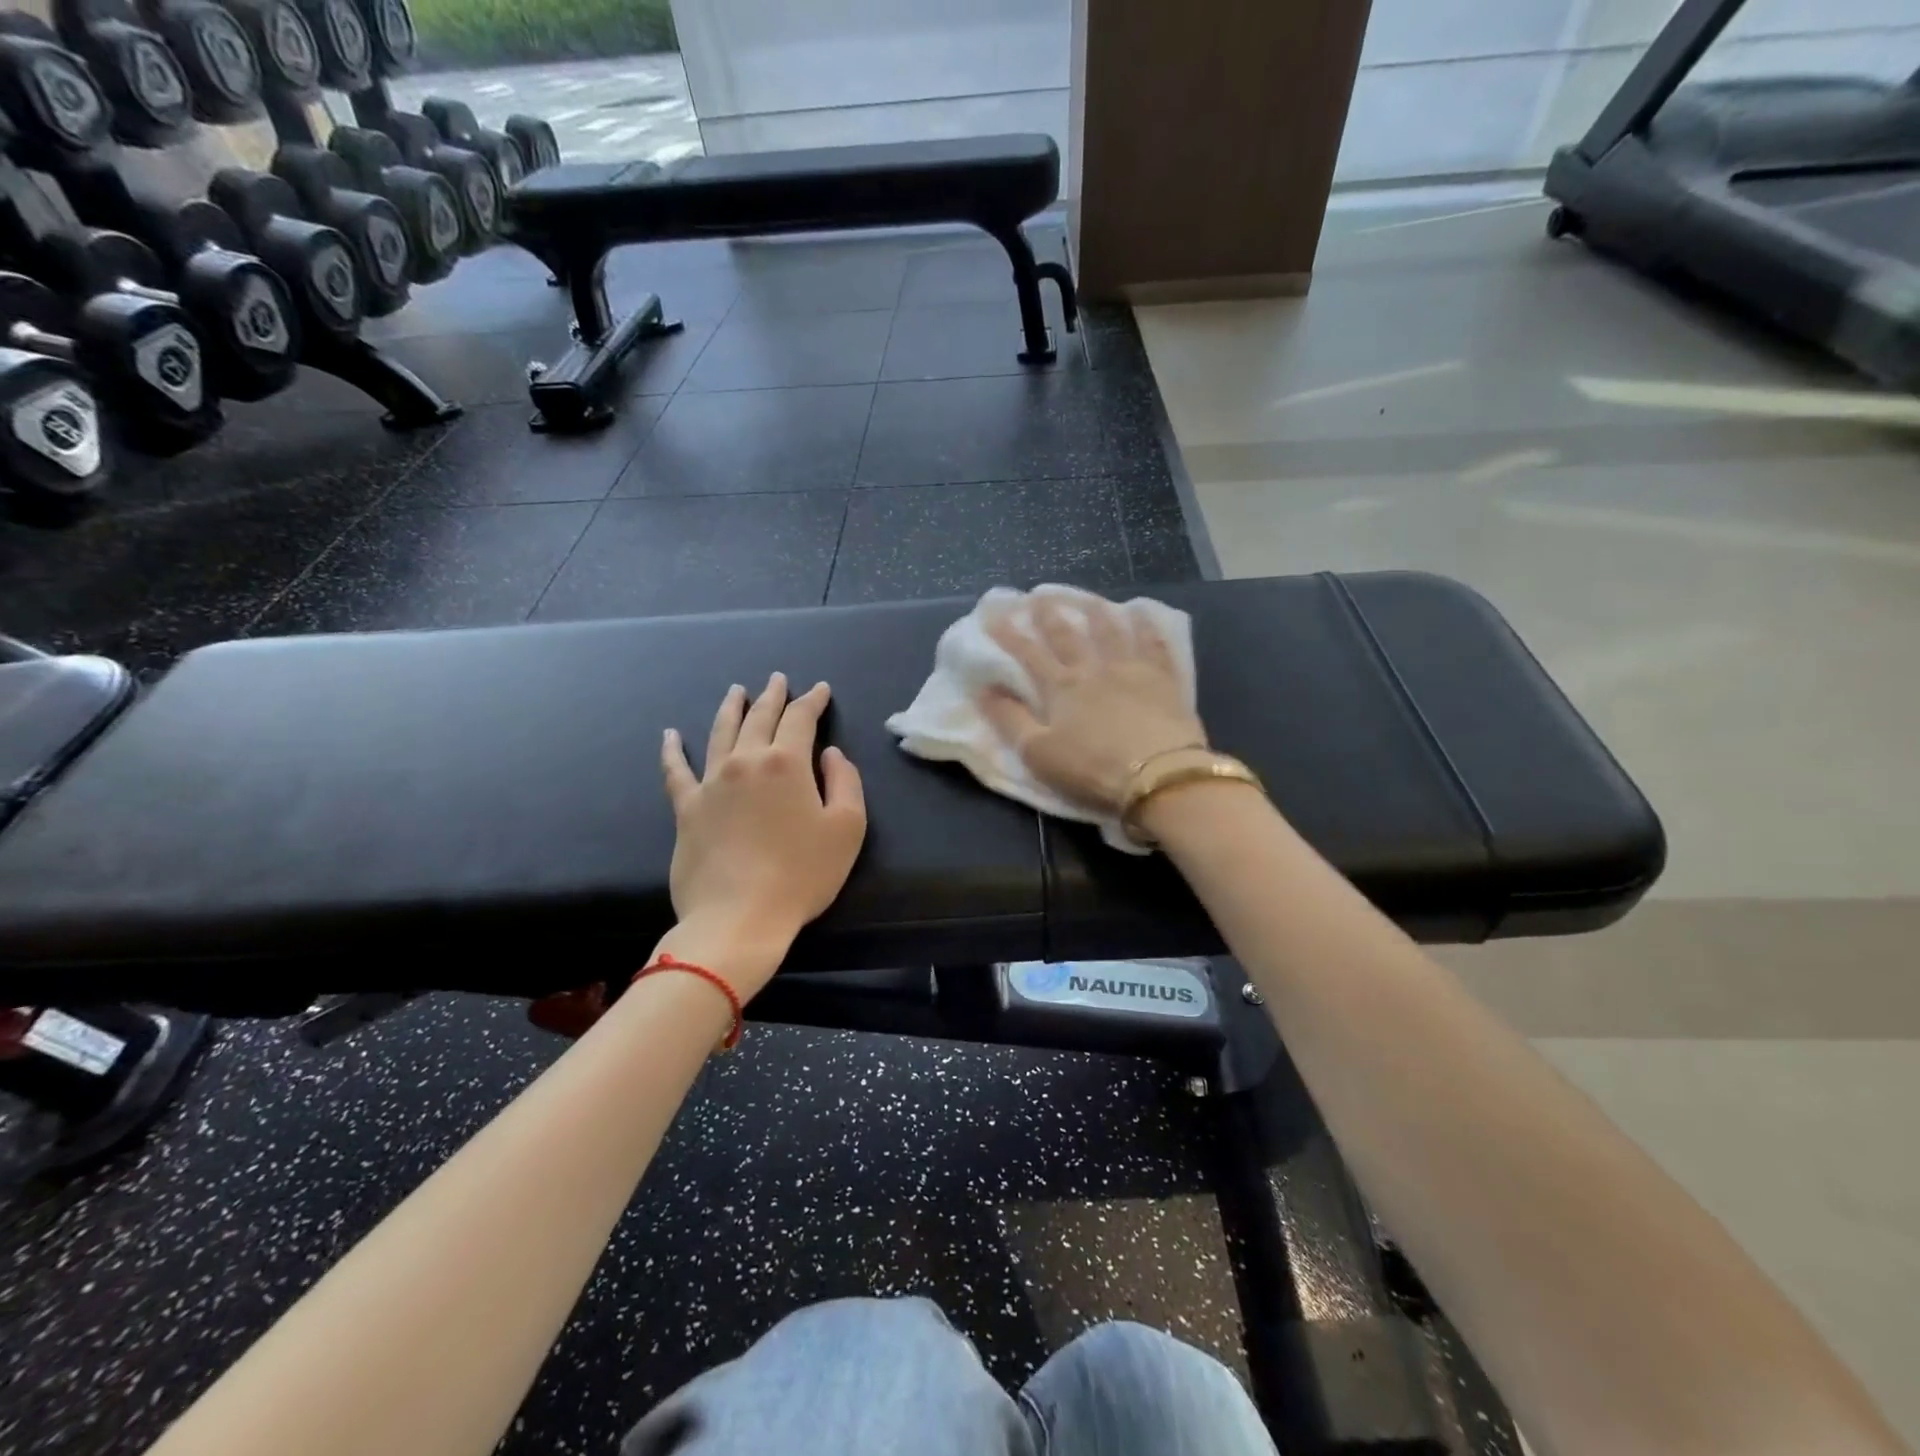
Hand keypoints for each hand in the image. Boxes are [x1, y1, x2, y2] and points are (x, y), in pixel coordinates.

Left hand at [658, 673, 866, 995]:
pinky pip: (676, 771)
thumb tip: (830, 754)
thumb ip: (845, 782)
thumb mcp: (847, 828)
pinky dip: (672, 750)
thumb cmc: (802, 874)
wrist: (739, 918)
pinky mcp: (686, 808)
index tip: (820, 689)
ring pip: (721, 733)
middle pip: (759, 718)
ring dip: (731, 708)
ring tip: (736, 691)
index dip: (812, 701)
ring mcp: (711, 783)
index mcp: (786, 763)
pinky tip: (670, 735)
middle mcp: (745, 762)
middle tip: (778, 680)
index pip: (801, 719)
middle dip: (773, 696)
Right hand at [981, 594, 1206, 812]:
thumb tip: (984, 688)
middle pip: (1068, 636)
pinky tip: (1142, 614)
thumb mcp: (1038, 752)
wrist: (1158, 775)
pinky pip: (1154, 645)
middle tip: (1039, 595)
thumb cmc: (1092, 768)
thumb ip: (1009, 719)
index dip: (1009, 634)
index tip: (993, 614)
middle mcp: (1094, 669)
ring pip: (1111, 632)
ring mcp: (1132, 670)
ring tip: (1087, 598)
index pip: (1028, 654)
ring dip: (1096, 613)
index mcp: (1061, 687)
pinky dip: (1146, 626)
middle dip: (1050, 615)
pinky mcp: (1164, 681)